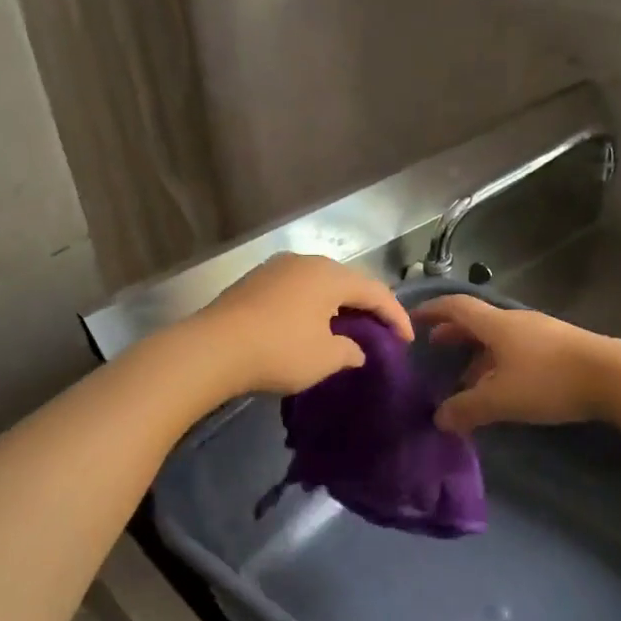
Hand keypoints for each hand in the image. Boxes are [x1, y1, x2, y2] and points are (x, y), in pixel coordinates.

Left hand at [193, 253, 412, 395]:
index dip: (395, 316)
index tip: (407, 341)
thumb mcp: (325, 358)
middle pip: (347, 281)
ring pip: (319, 283)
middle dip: (367, 307)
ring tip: (347, 328)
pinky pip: (295, 290)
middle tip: (381, 331)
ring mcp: (276, 269)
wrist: (213, 348)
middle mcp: (305, 262)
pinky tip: (310, 325)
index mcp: (329, 275)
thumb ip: (349, 351)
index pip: (375, 291)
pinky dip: (311, 306)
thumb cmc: (279, 350)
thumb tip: (356, 349)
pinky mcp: (253, 282)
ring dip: (337, 305)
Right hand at [414, 295, 619, 434]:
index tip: (413, 319)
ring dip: (478, 354)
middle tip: (435, 348)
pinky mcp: (561, 348)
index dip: (432, 310)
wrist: (614, 376)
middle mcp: (516, 322)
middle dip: (454, 334)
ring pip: (499, 339)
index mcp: (496, 325)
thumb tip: (439, 419)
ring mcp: (541, 333)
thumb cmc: (549, 381)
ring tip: (467, 379)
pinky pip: (518, 350)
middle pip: (477, 322)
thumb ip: (466, 409)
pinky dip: (500, 363)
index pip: (456, 307)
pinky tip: (503, 387)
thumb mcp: (500, 399)